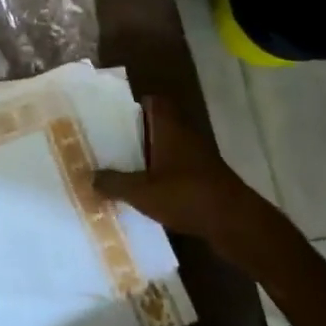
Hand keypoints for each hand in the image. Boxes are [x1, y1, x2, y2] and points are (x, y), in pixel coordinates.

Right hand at [95, 97, 267, 243]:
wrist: (236, 223)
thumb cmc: (187, 195)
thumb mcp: (142, 192)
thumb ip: (114, 183)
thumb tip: (89, 177)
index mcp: (170, 128)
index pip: (154, 102)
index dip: (134, 104)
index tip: (112, 115)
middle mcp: (185, 136)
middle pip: (158, 125)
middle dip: (135, 133)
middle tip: (108, 143)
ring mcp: (197, 158)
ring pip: (167, 148)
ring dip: (148, 156)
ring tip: (120, 168)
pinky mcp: (204, 179)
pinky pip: (176, 169)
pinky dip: (162, 176)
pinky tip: (144, 192)